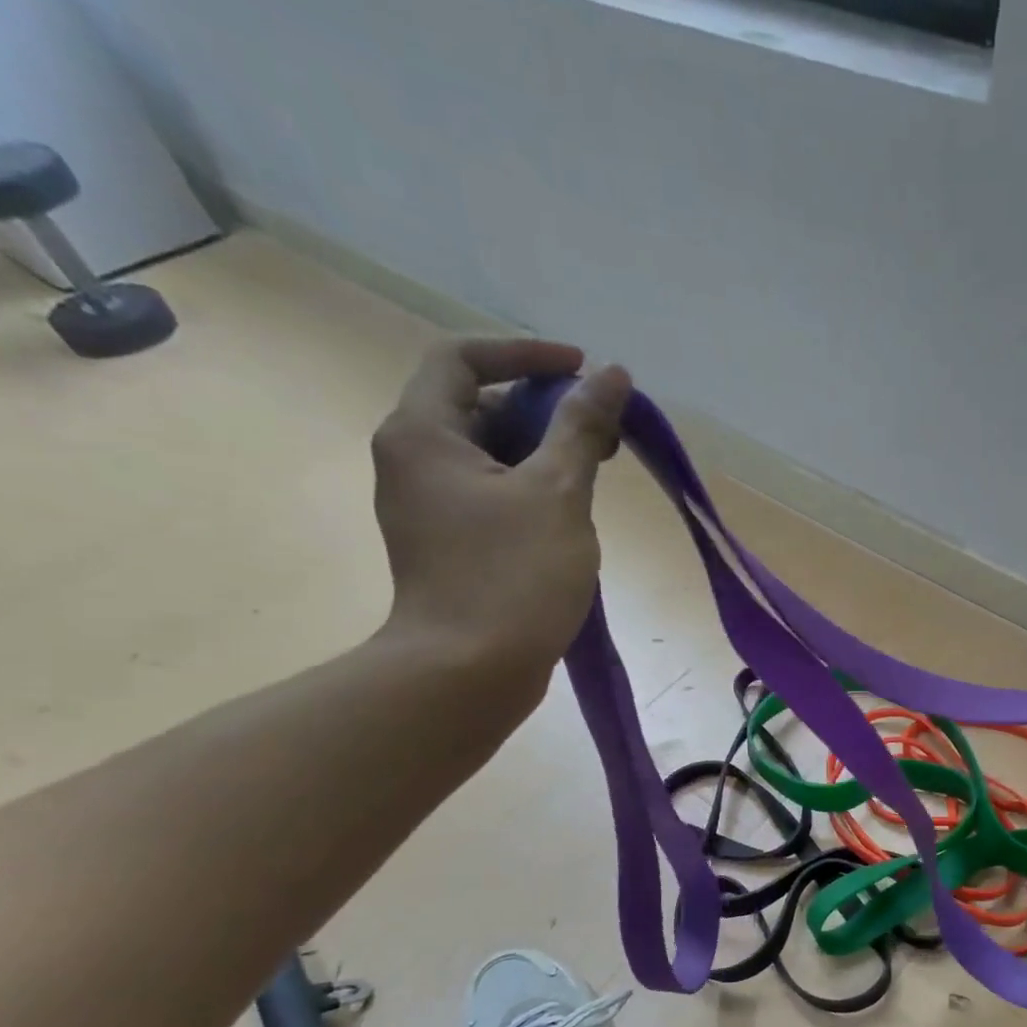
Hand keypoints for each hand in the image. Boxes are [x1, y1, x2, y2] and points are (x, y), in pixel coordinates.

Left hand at [371, 337, 630, 675]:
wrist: (470, 672)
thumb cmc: (513, 575)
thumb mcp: (558, 493)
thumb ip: (583, 428)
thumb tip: (612, 375)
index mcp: (423, 434)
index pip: (464, 359)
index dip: (526, 354)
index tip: (583, 370)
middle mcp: (414, 462)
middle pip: (479, 408)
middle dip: (545, 410)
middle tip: (605, 431)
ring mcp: (429, 508)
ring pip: (491, 456)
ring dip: (545, 453)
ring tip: (599, 473)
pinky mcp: (450, 545)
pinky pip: (492, 496)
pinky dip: (532, 490)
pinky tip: (574, 516)